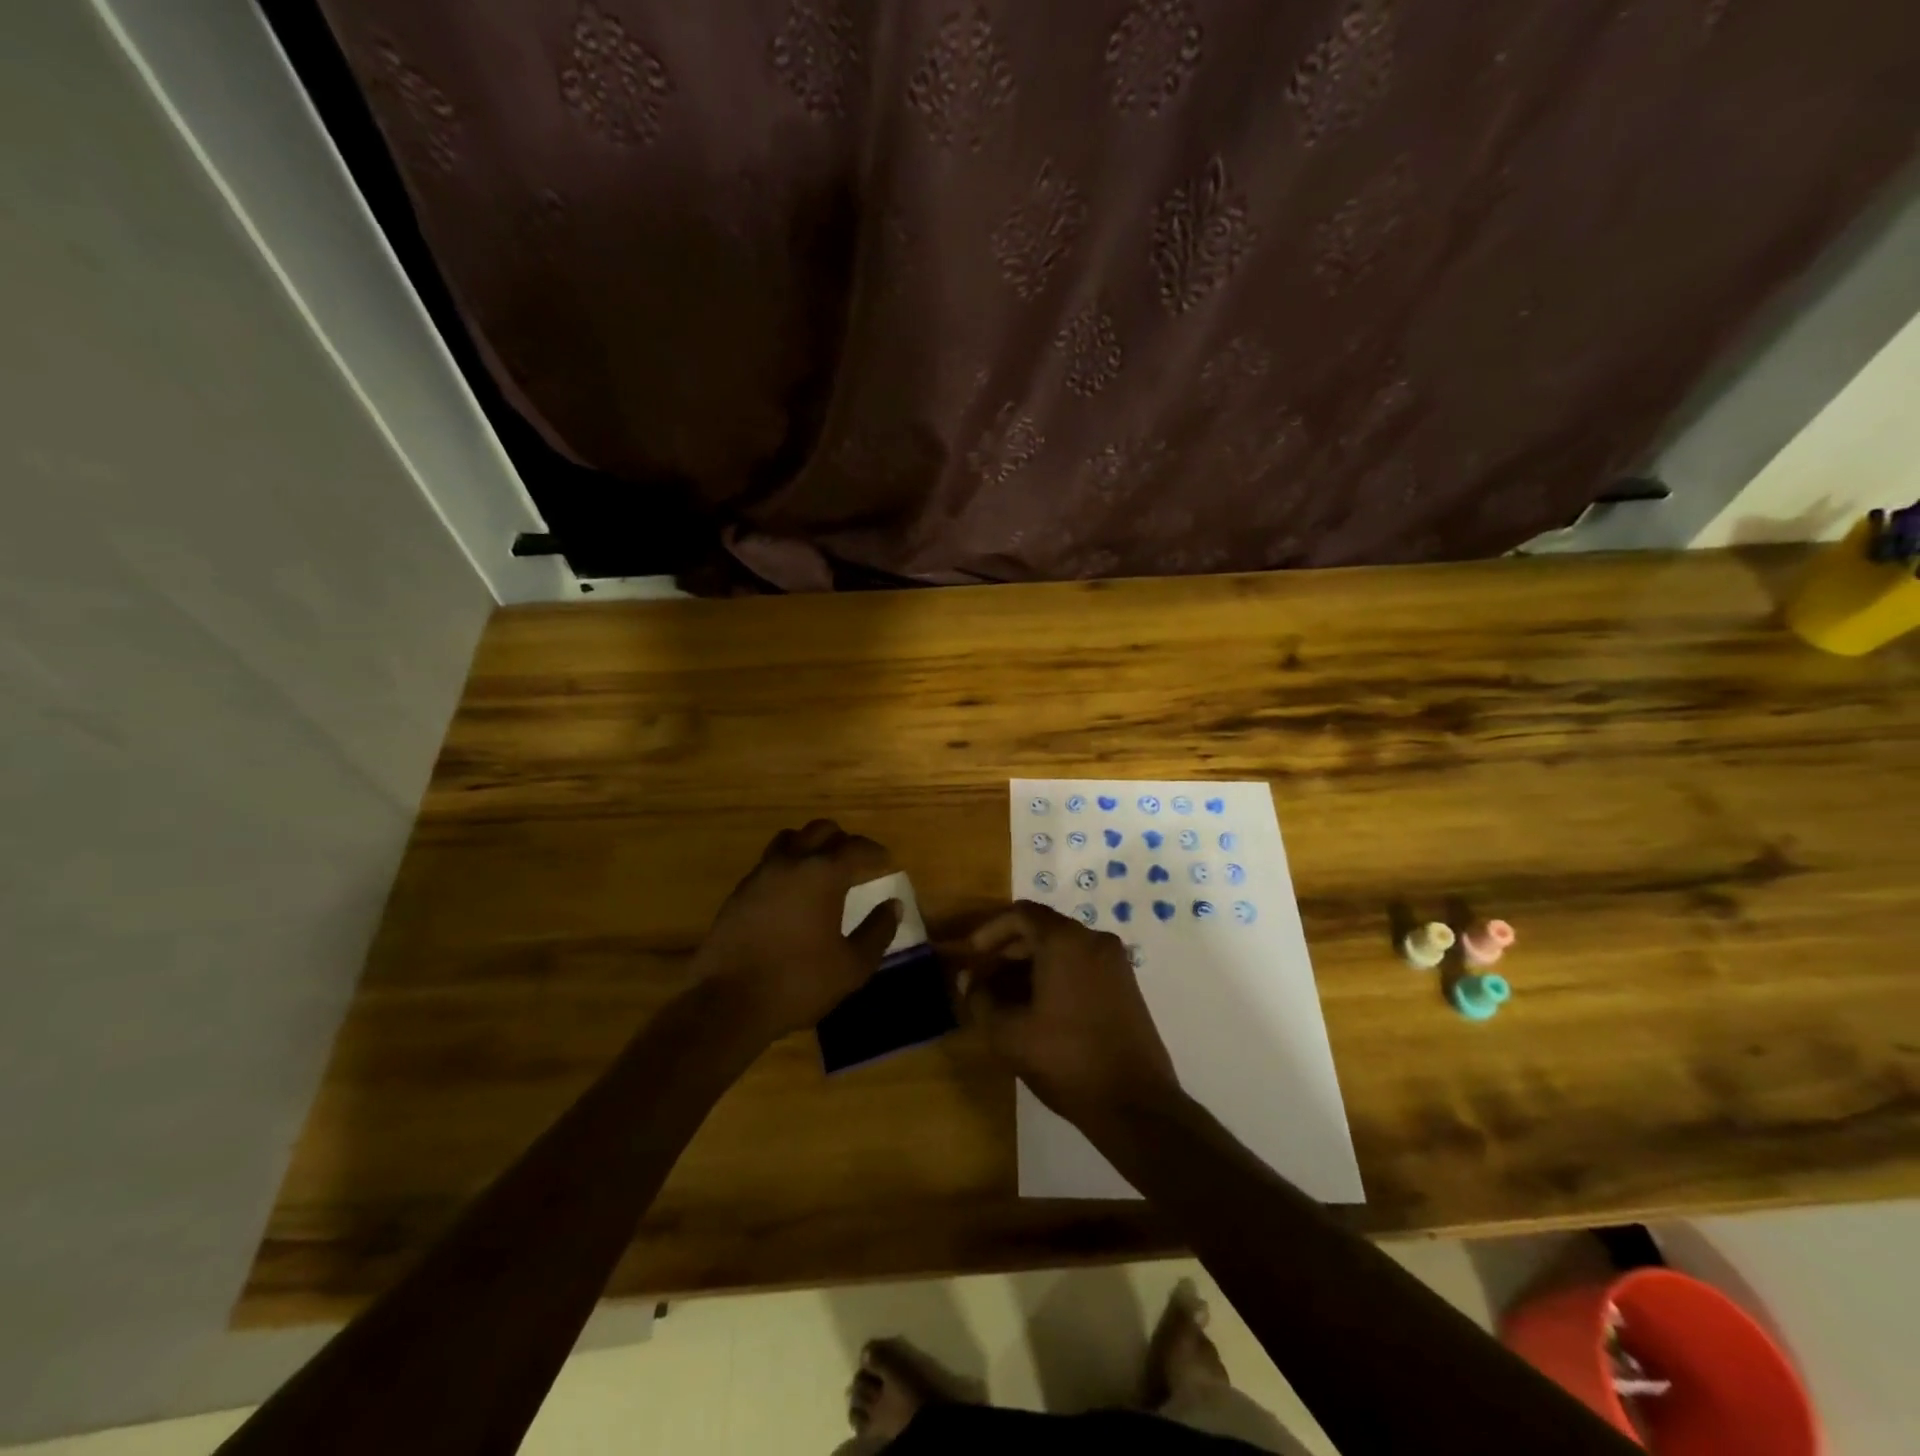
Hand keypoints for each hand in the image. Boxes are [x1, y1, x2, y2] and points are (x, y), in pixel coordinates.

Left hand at [695, 820, 899, 1041]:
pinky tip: (793, 895)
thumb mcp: (852, 965)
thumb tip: (893, 905)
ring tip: (822, 870)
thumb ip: (878, 931)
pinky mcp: (739, 893)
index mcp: (823, 874)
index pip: (857, 847)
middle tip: (856, 863)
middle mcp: (791, 863)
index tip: (887, 863)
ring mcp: (760, 875)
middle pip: (821, 830)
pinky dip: (788, 867)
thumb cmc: (799, 982)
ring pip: (790, 840)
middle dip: (843, 841)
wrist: (729, 1003)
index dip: (876, 852)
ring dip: (811, 846)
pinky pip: (769, 864)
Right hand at [960, 902, 1179, 1124]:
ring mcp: (1114, 963)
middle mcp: (1093, 940)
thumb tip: (971, 983)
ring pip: (1062, 949)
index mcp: (1065, 941)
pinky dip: (1054, 976)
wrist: (1135, 1104)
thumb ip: (981, 1001)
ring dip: (1029, 966)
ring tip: (1004, 999)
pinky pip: (1081, 965)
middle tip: (982, 980)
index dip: (989, 931)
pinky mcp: (1125, 985)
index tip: (970, 955)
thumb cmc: (1066, 1060)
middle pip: (1042, 929)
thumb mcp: (1009, 1034)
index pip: (1020, 914)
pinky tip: (1036, 1008)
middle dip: (1007, 951)